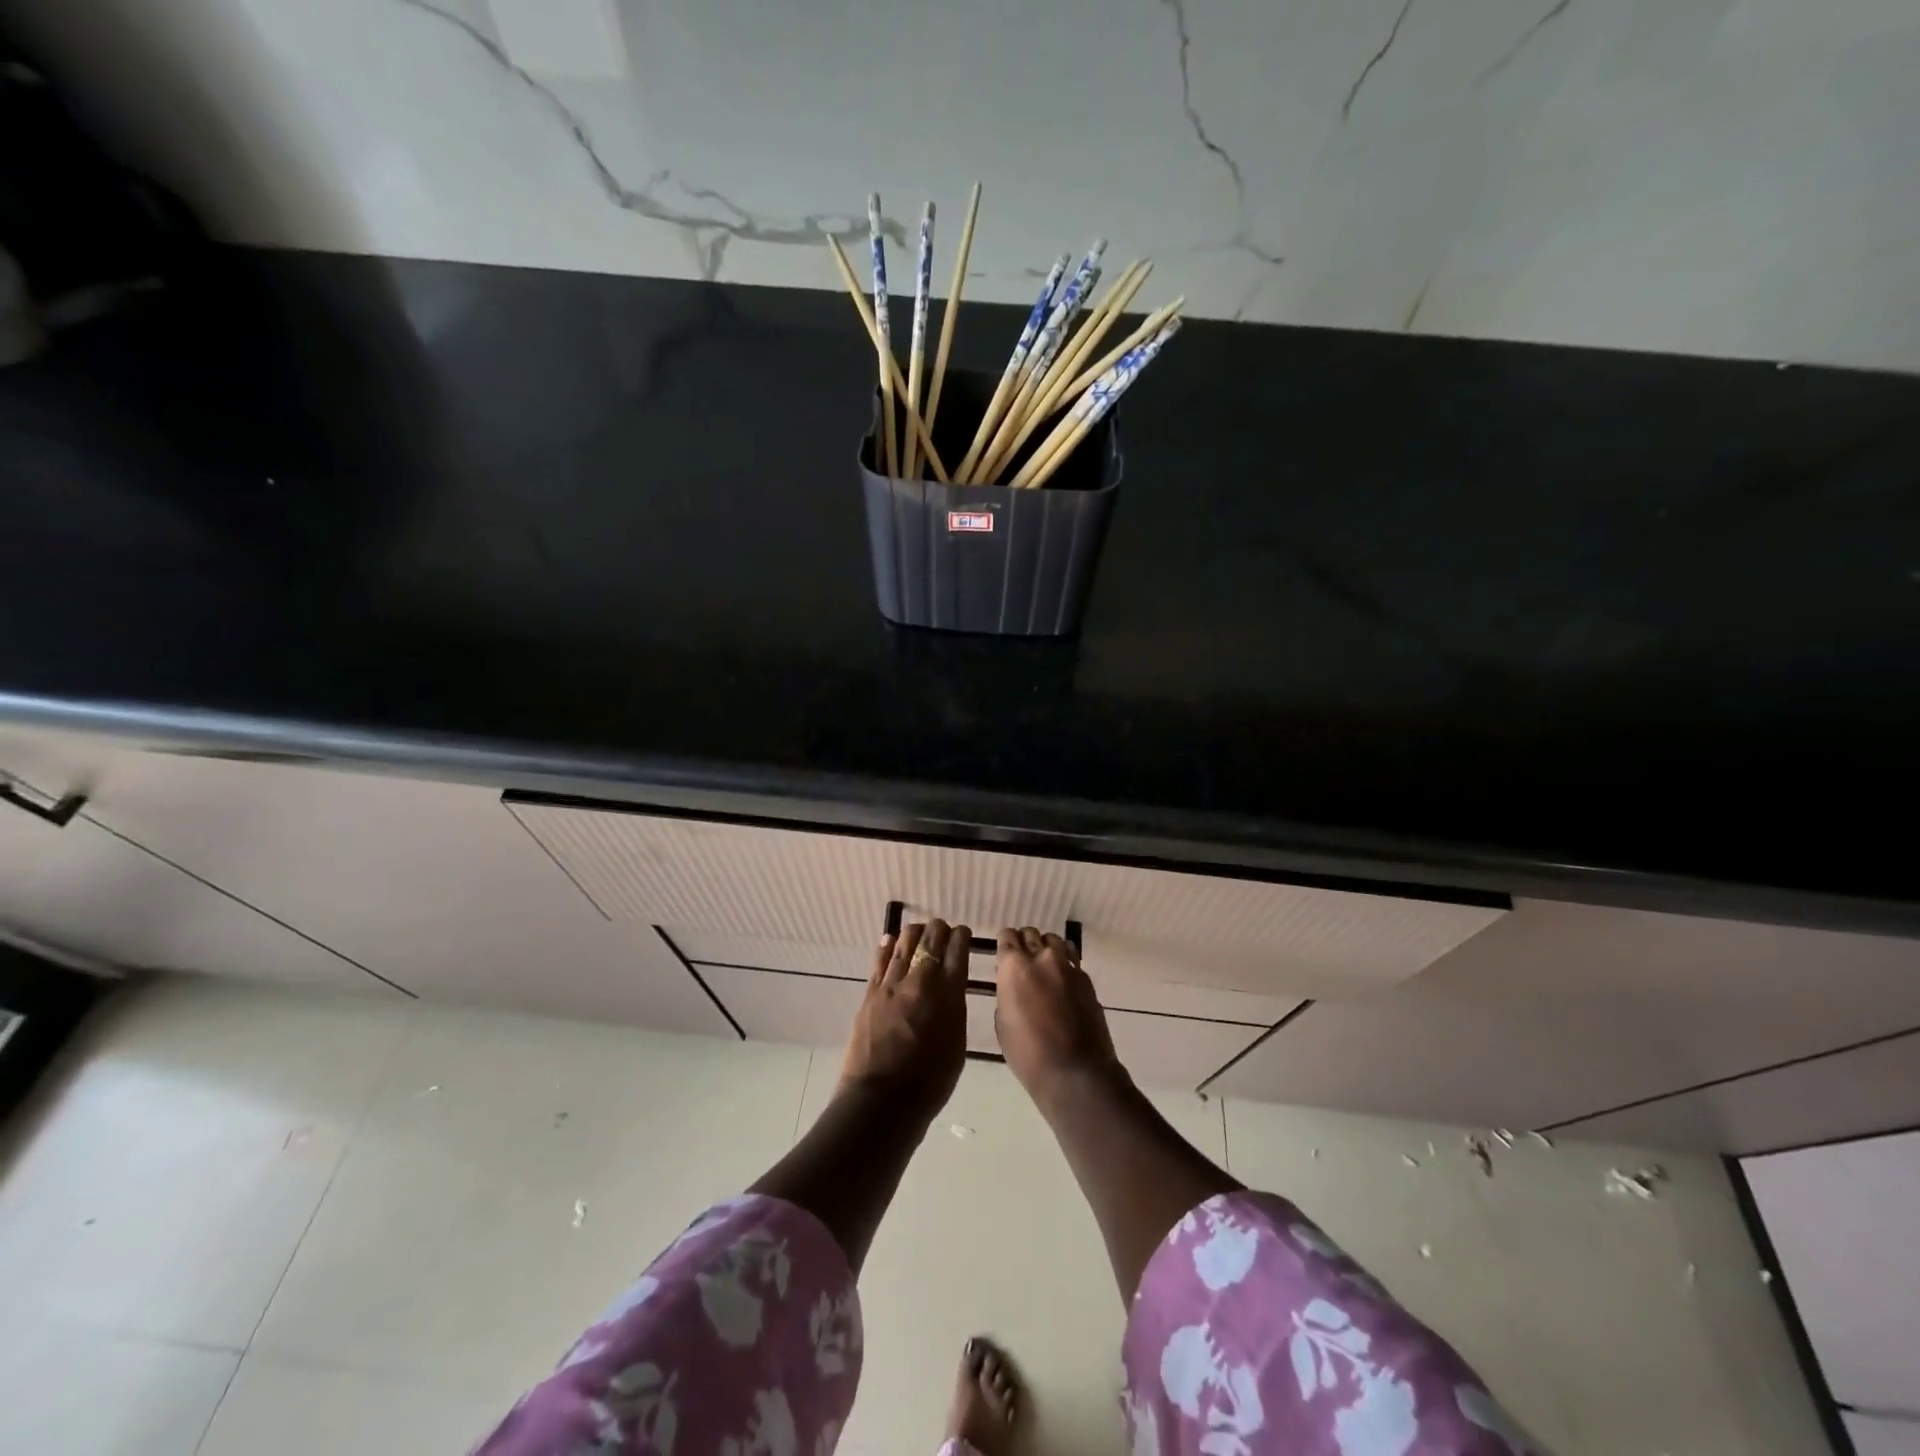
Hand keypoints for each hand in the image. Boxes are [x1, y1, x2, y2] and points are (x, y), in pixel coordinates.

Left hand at [838, 919, 970, 1117]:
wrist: (882, 1100)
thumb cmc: (930, 1081)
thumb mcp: (957, 1043)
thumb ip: (954, 1009)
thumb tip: (949, 991)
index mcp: (949, 992)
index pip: (958, 950)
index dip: (962, 937)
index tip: (963, 934)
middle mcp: (921, 979)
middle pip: (931, 939)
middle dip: (940, 930)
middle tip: (943, 931)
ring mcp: (892, 984)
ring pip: (904, 943)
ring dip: (914, 933)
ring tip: (919, 932)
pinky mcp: (870, 993)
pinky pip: (880, 961)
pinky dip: (887, 947)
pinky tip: (890, 940)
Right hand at [993, 927, 1119, 1107]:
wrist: (1074, 1071)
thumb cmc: (1028, 1053)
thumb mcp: (1003, 1023)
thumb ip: (1007, 994)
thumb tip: (1014, 987)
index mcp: (1014, 967)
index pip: (1007, 937)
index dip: (1005, 942)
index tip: (1005, 952)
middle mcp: (1041, 958)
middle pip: (1031, 934)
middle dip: (1025, 943)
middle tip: (1024, 960)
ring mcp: (1067, 966)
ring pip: (1054, 941)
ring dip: (1047, 948)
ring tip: (1045, 965)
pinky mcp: (1086, 979)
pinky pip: (1072, 960)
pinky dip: (1064, 964)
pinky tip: (1062, 981)